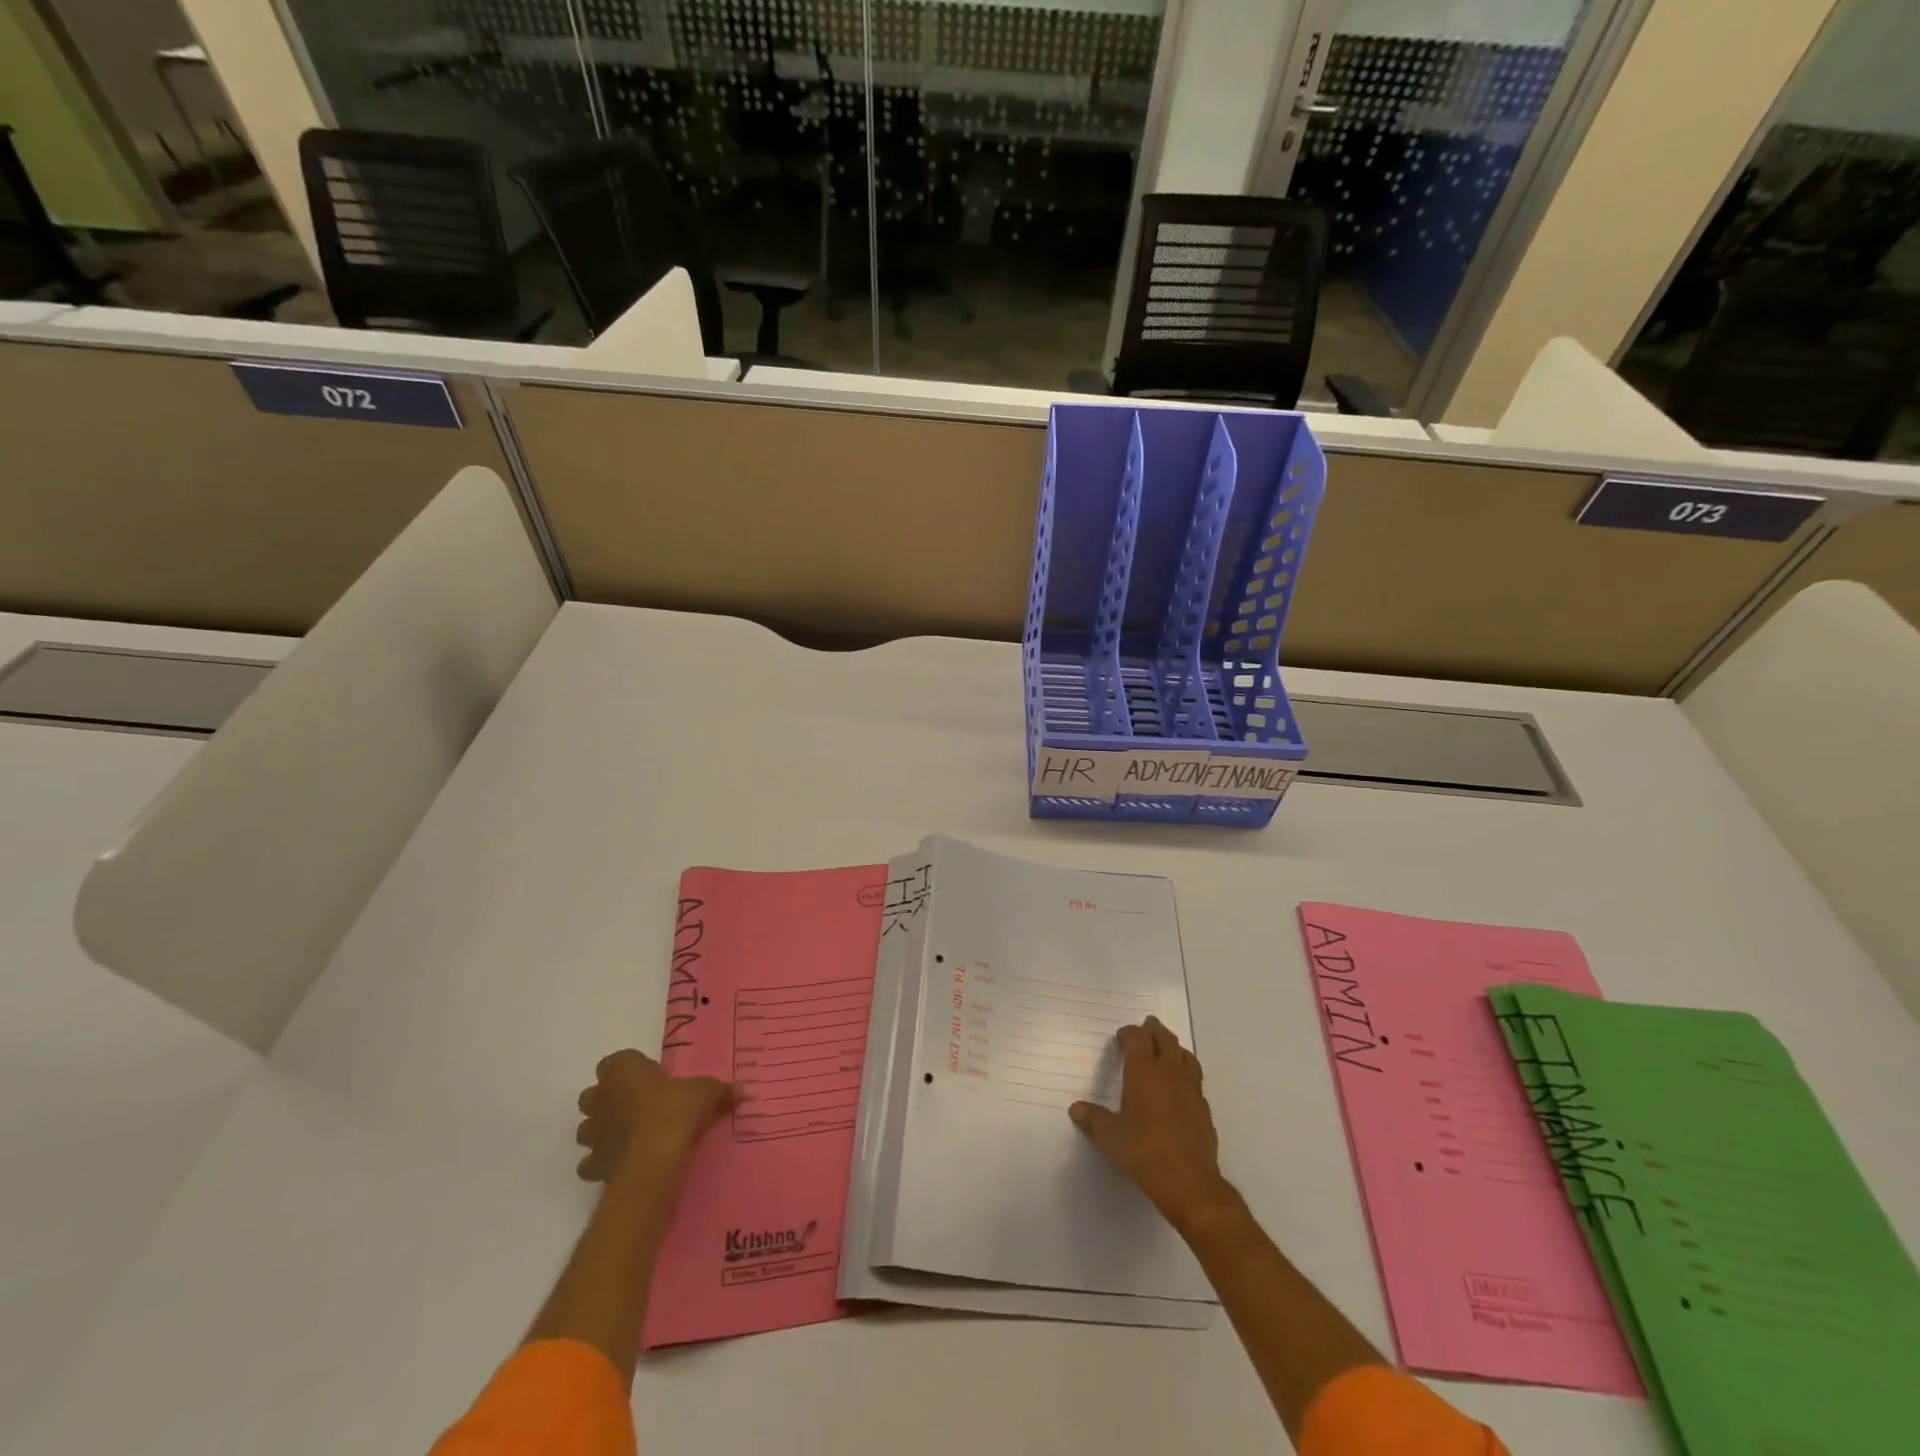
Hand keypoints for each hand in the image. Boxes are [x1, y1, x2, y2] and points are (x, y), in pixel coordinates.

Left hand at [575, 1048, 735, 1181]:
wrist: (653, 1158)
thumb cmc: (675, 1110)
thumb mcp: (705, 1092)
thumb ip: (720, 1090)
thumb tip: (744, 1089)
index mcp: (623, 1069)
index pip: (615, 1061)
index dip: (629, 1070)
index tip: (648, 1079)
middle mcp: (600, 1096)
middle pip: (594, 1093)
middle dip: (608, 1099)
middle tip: (636, 1107)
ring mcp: (592, 1131)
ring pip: (587, 1127)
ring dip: (601, 1130)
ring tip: (628, 1137)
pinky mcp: (592, 1163)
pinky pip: (590, 1162)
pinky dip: (602, 1163)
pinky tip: (622, 1164)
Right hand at [1070, 1016, 1234, 1234]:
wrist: (1188, 1182)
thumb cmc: (1143, 1152)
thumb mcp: (1110, 1137)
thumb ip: (1093, 1119)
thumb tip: (1076, 1109)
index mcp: (1144, 1072)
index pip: (1138, 1039)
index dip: (1130, 1033)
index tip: (1122, 1035)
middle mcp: (1169, 1073)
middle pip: (1165, 1040)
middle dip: (1155, 1030)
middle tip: (1148, 1026)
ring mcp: (1191, 1090)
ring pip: (1186, 1057)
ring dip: (1175, 1048)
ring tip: (1168, 1049)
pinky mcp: (1204, 1109)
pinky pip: (1196, 1081)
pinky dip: (1187, 1075)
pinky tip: (1181, 1087)